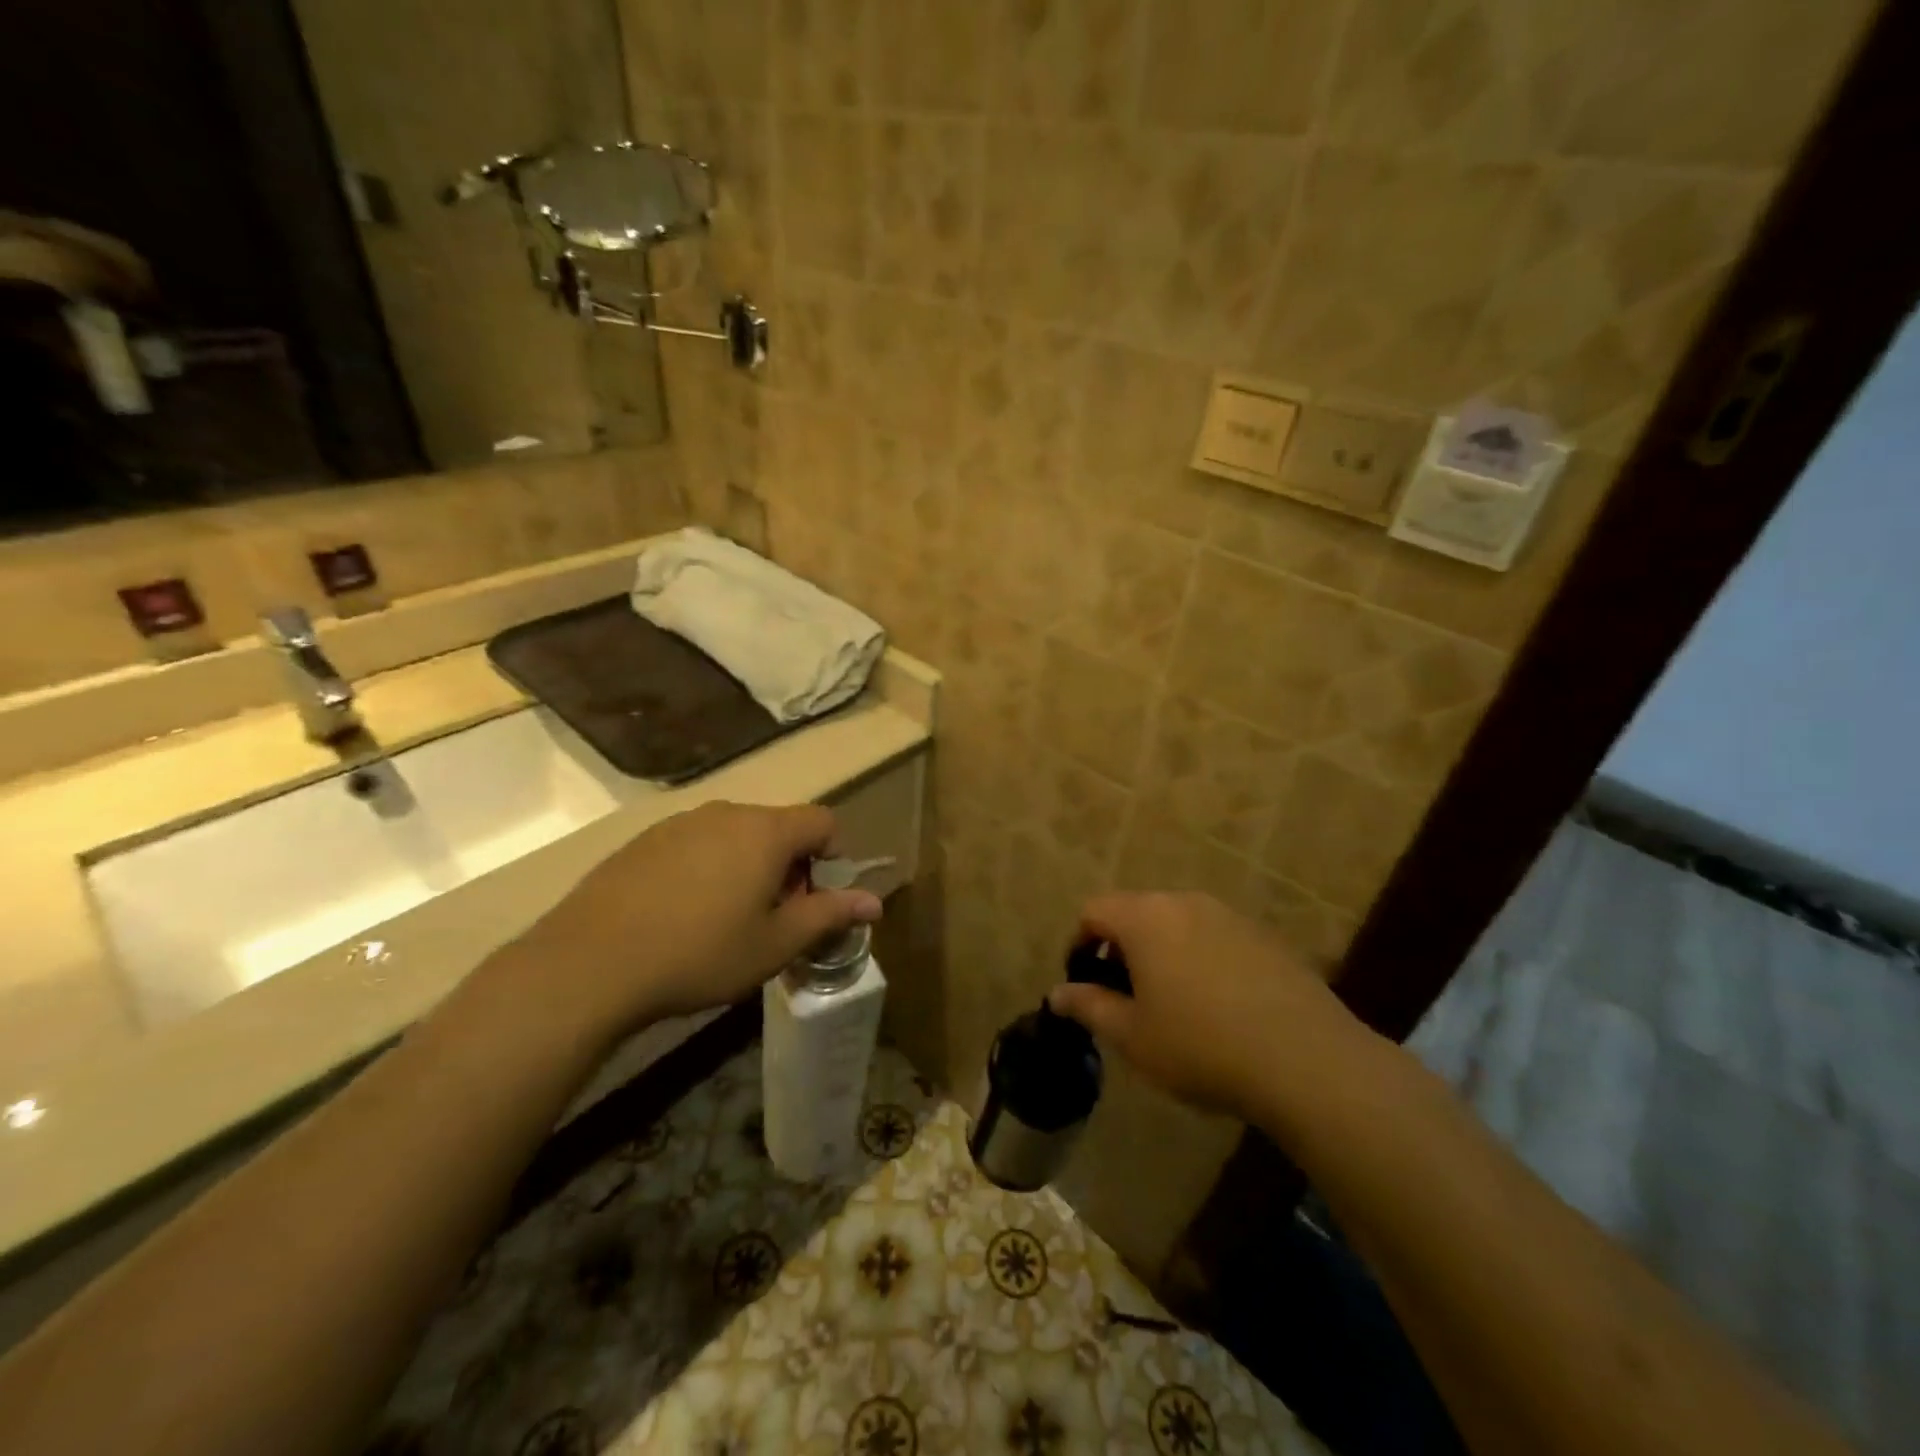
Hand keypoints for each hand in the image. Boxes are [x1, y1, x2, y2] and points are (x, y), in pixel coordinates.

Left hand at [508, 802, 881, 1046]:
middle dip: (789, 867)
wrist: (589, 964)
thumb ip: (829, 915)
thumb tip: (875, 902)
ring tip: (726, 920)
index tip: (814, 901)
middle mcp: (726, 812)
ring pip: (736, 835)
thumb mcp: (775, 944)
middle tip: (772, 919)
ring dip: (748, 867)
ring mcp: (680, 823)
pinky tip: (682, 914)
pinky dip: (707, 868)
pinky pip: (696, 844)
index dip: (832, 857)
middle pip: (779, 827)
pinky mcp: (644, 840)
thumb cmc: (700, 953)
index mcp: (766, 831)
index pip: (823, 821)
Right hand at [1047, 892, 1366, 1124]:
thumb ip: (1089, 1007)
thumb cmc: (1201, 1045)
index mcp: (1145, 917)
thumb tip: (1058, 994)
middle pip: (1136, 912)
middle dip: (1121, 949)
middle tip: (1124, 998)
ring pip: (1177, 924)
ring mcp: (1229, 916)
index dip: (1079, 943)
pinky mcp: (1264, 937)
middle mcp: (1185, 902)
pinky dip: (1200, 960)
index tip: (1083, 982)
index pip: (1094, 910)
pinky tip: (1218, 1007)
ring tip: (1171, 1005)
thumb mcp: (1132, 1036)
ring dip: (1162, 954)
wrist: (1307, 1060)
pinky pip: (1215, 938)